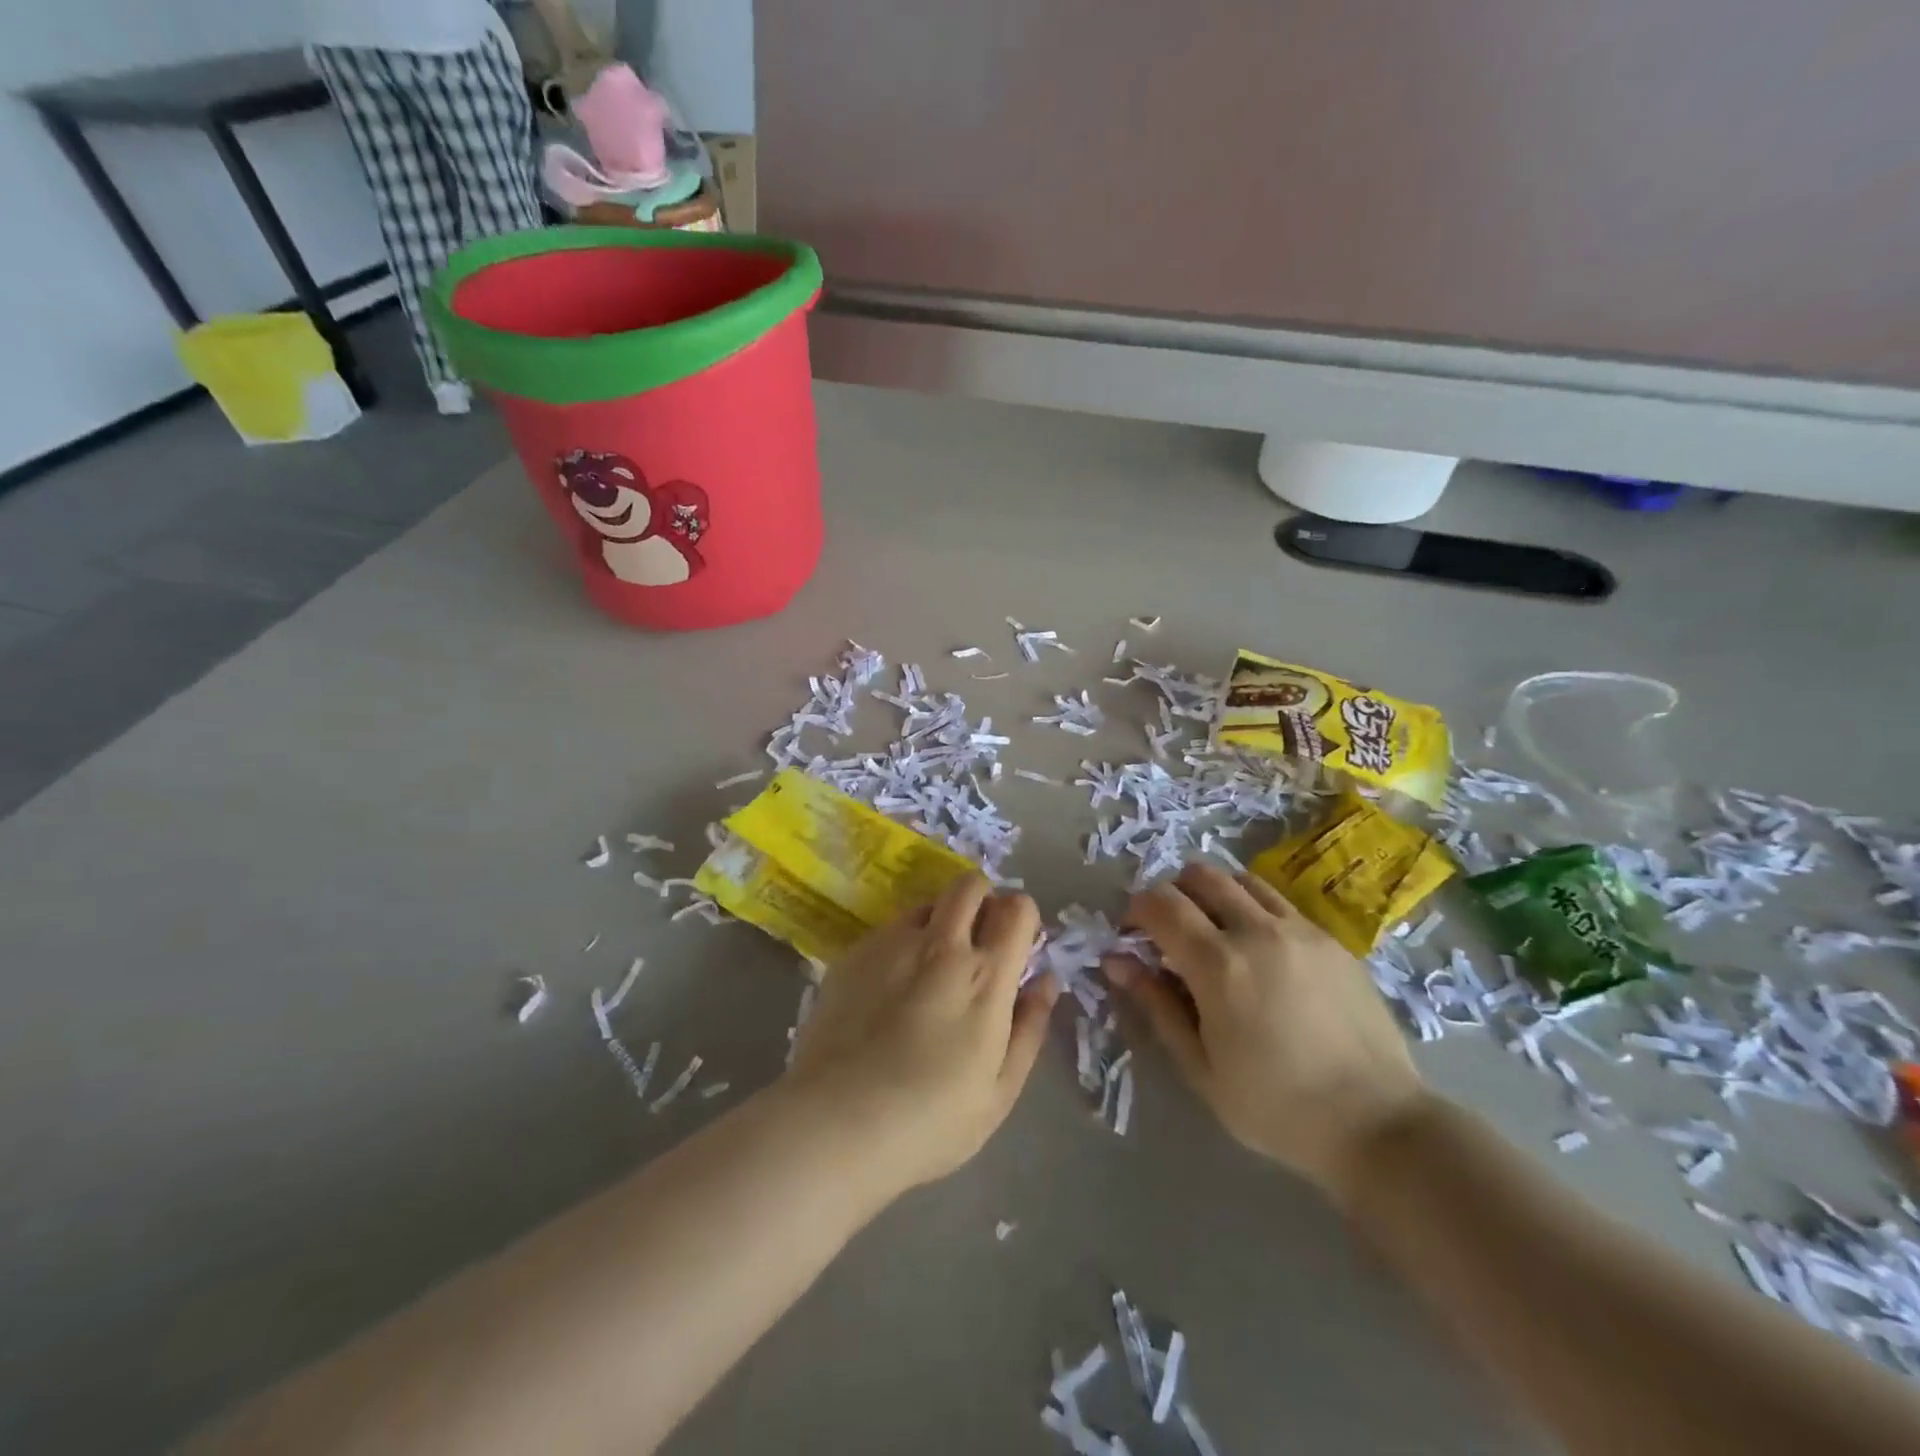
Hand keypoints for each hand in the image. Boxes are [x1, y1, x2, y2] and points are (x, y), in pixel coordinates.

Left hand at [784, 876, 1058, 1199]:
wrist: (837, 1123)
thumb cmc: (930, 1120)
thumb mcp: (1000, 1090)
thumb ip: (1029, 1027)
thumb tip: (1045, 980)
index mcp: (985, 977)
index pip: (1017, 909)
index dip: (1023, 917)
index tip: (1018, 943)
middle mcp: (941, 945)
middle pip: (971, 885)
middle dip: (983, 899)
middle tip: (978, 939)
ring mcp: (892, 944)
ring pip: (928, 902)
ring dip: (941, 919)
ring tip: (931, 964)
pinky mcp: (854, 953)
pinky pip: (890, 929)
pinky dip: (902, 943)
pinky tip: (889, 987)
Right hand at [1108, 863, 1429, 1203]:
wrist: (1377, 1124)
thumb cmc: (1276, 1107)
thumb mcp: (1201, 1068)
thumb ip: (1156, 1005)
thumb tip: (1116, 961)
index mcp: (1218, 965)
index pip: (1161, 904)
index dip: (1136, 911)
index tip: (1133, 937)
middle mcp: (1257, 931)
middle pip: (1199, 876)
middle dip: (1172, 893)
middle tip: (1169, 932)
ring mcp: (1300, 929)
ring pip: (1240, 879)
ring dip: (1213, 894)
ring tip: (1213, 933)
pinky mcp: (1331, 939)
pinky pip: (1278, 901)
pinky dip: (1252, 908)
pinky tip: (1258, 950)